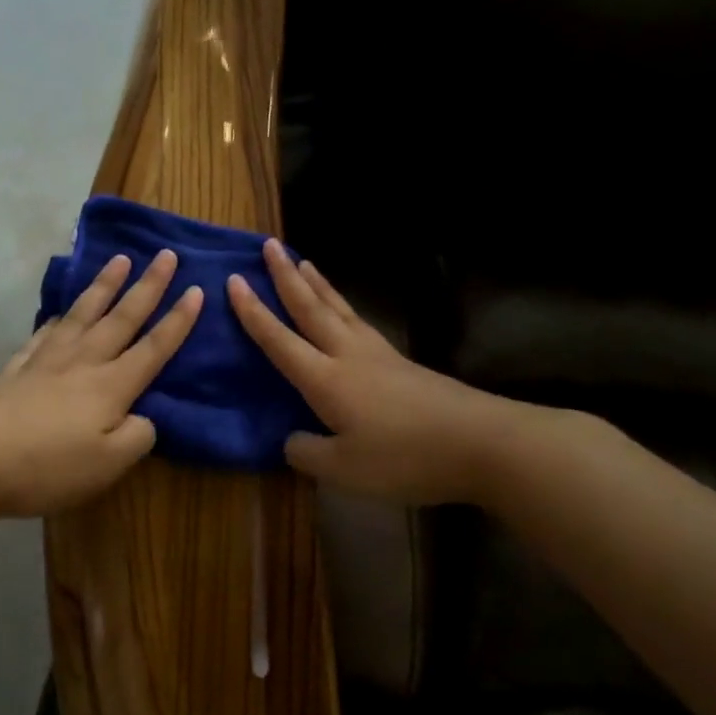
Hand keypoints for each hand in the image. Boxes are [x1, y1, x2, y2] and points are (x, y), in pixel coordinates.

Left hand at [0, 251, 201, 516]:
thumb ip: (137, 438)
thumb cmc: (47, 467)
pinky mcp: (15, 369)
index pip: (153, 348)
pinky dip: (57, 320)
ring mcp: (45, 361)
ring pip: (82, 315)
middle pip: (121, 318)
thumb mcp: (107, 465)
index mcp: (110, 386)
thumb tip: (143, 417)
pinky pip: (43, 334)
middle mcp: (82, 363)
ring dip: (104, 286)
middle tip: (165, 254)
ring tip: (119, 261)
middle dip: (147, 286)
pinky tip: (59, 314)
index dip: (177, 321)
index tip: (196, 289)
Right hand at [228, 240, 522, 504]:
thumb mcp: (344, 469)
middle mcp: (347, 355)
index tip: (233, 280)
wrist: (482, 443)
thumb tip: (290, 440)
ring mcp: (378, 355)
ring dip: (316, 284)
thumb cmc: (405, 457)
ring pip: (339, 309)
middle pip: (311, 308)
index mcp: (325, 379)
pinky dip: (342, 305)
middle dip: (285, 276)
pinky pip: (359, 322)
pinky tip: (344, 309)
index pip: (279, 340)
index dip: (253, 312)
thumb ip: (307, 453)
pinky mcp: (401, 362)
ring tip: (302, 261)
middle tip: (268, 244)